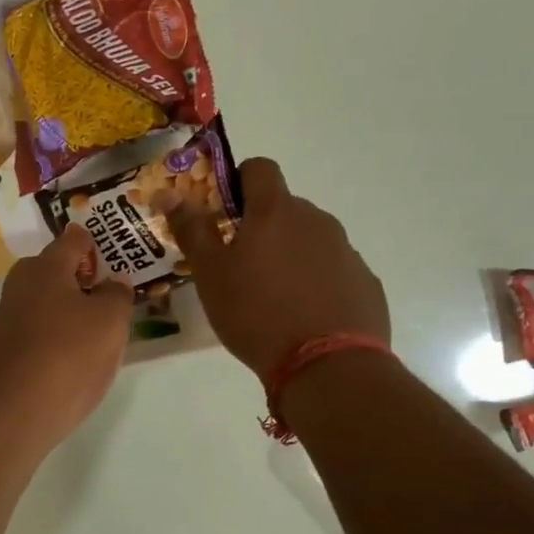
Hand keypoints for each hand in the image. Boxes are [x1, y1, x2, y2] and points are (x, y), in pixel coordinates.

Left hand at [0, 225, 132, 451]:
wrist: (11, 413)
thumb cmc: (68, 356)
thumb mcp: (110, 322)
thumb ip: (117, 294)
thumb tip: (113, 281)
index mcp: (45, 266)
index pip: (74, 238)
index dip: (98, 245)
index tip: (120, 263)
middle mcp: (20, 285)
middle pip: (56, 270)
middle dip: (84, 281)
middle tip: (113, 302)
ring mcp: (7, 318)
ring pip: (46, 303)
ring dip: (70, 312)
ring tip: (99, 336)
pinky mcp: (3, 349)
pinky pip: (37, 331)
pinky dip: (56, 338)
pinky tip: (72, 361)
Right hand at [164, 156, 389, 381]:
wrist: (326, 364)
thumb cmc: (255, 313)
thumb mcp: (210, 274)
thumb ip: (191, 229)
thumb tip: (169, 191)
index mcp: (275, 211)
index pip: (259, 168)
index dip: (238, 181)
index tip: (223, 213)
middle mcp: (315, 220)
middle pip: (284, 208)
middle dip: (261, 227)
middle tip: (239, 266)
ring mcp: (345, 250)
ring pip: (309, 239)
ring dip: (288, 255)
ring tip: (270, 297)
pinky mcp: (364, 281)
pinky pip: (332, 269)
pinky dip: (314, 281)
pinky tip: (302, 315)